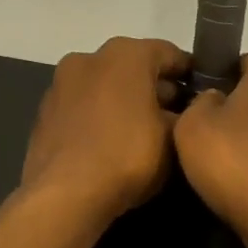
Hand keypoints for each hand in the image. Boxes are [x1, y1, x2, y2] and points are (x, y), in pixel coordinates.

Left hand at [19, 37, 188, 223]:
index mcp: (126, 54)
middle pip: (133, 67)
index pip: (169, 53)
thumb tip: (184, 113)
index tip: (203, 92)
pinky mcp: (45, 112)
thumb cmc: (128, 156)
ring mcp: (61, 84)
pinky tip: (113, 142)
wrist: (65, 194)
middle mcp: (89, 58)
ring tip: (144, 131)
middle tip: (176, 115)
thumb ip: (184, 117)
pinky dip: (101, 116)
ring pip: (105, 86)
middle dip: (155, 88)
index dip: (189, 72)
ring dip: (126, 101)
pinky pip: (84, 107)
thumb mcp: (174, 139)